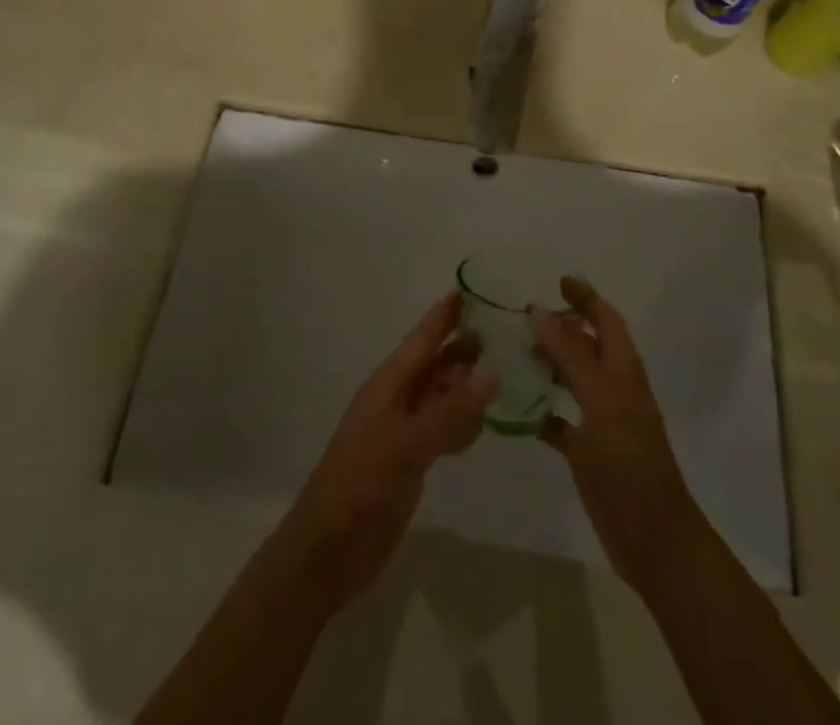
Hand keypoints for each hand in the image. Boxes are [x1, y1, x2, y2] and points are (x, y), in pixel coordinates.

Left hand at [272, 293, 492, 614]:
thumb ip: (450, 410)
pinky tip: (489, 422)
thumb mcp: (407, 444)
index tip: (474, 287)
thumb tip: (491, 370)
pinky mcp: (411, 461)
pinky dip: (465, 422)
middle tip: (510, 330)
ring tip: (511, 370)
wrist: (327, 552)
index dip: (446, 313)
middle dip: (467, 346)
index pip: (423, 338)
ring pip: (443, 396)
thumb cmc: (361, 486)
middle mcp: (398, 399)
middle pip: (436, 363)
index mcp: (389, 384)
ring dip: (470, 384)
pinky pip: (444, 429)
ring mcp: (405, 431)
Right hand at [529, 277, 702, 598]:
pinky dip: (538, 410)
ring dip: (545, 363)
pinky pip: (558, 420)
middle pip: (585, 345)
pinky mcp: (587, 451)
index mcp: (623, 370)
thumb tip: (539, 311)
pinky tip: (513, 407)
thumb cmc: (630, 463)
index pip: (605, 318)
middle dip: (558, 327)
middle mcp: (613, 388)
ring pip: (570, 379)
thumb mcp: (601, 401)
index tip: (556, 280)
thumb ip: (571, 356)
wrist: (653, 539)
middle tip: (519, 316)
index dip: (585, 297)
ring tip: (510, 352)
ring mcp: (601, 420)